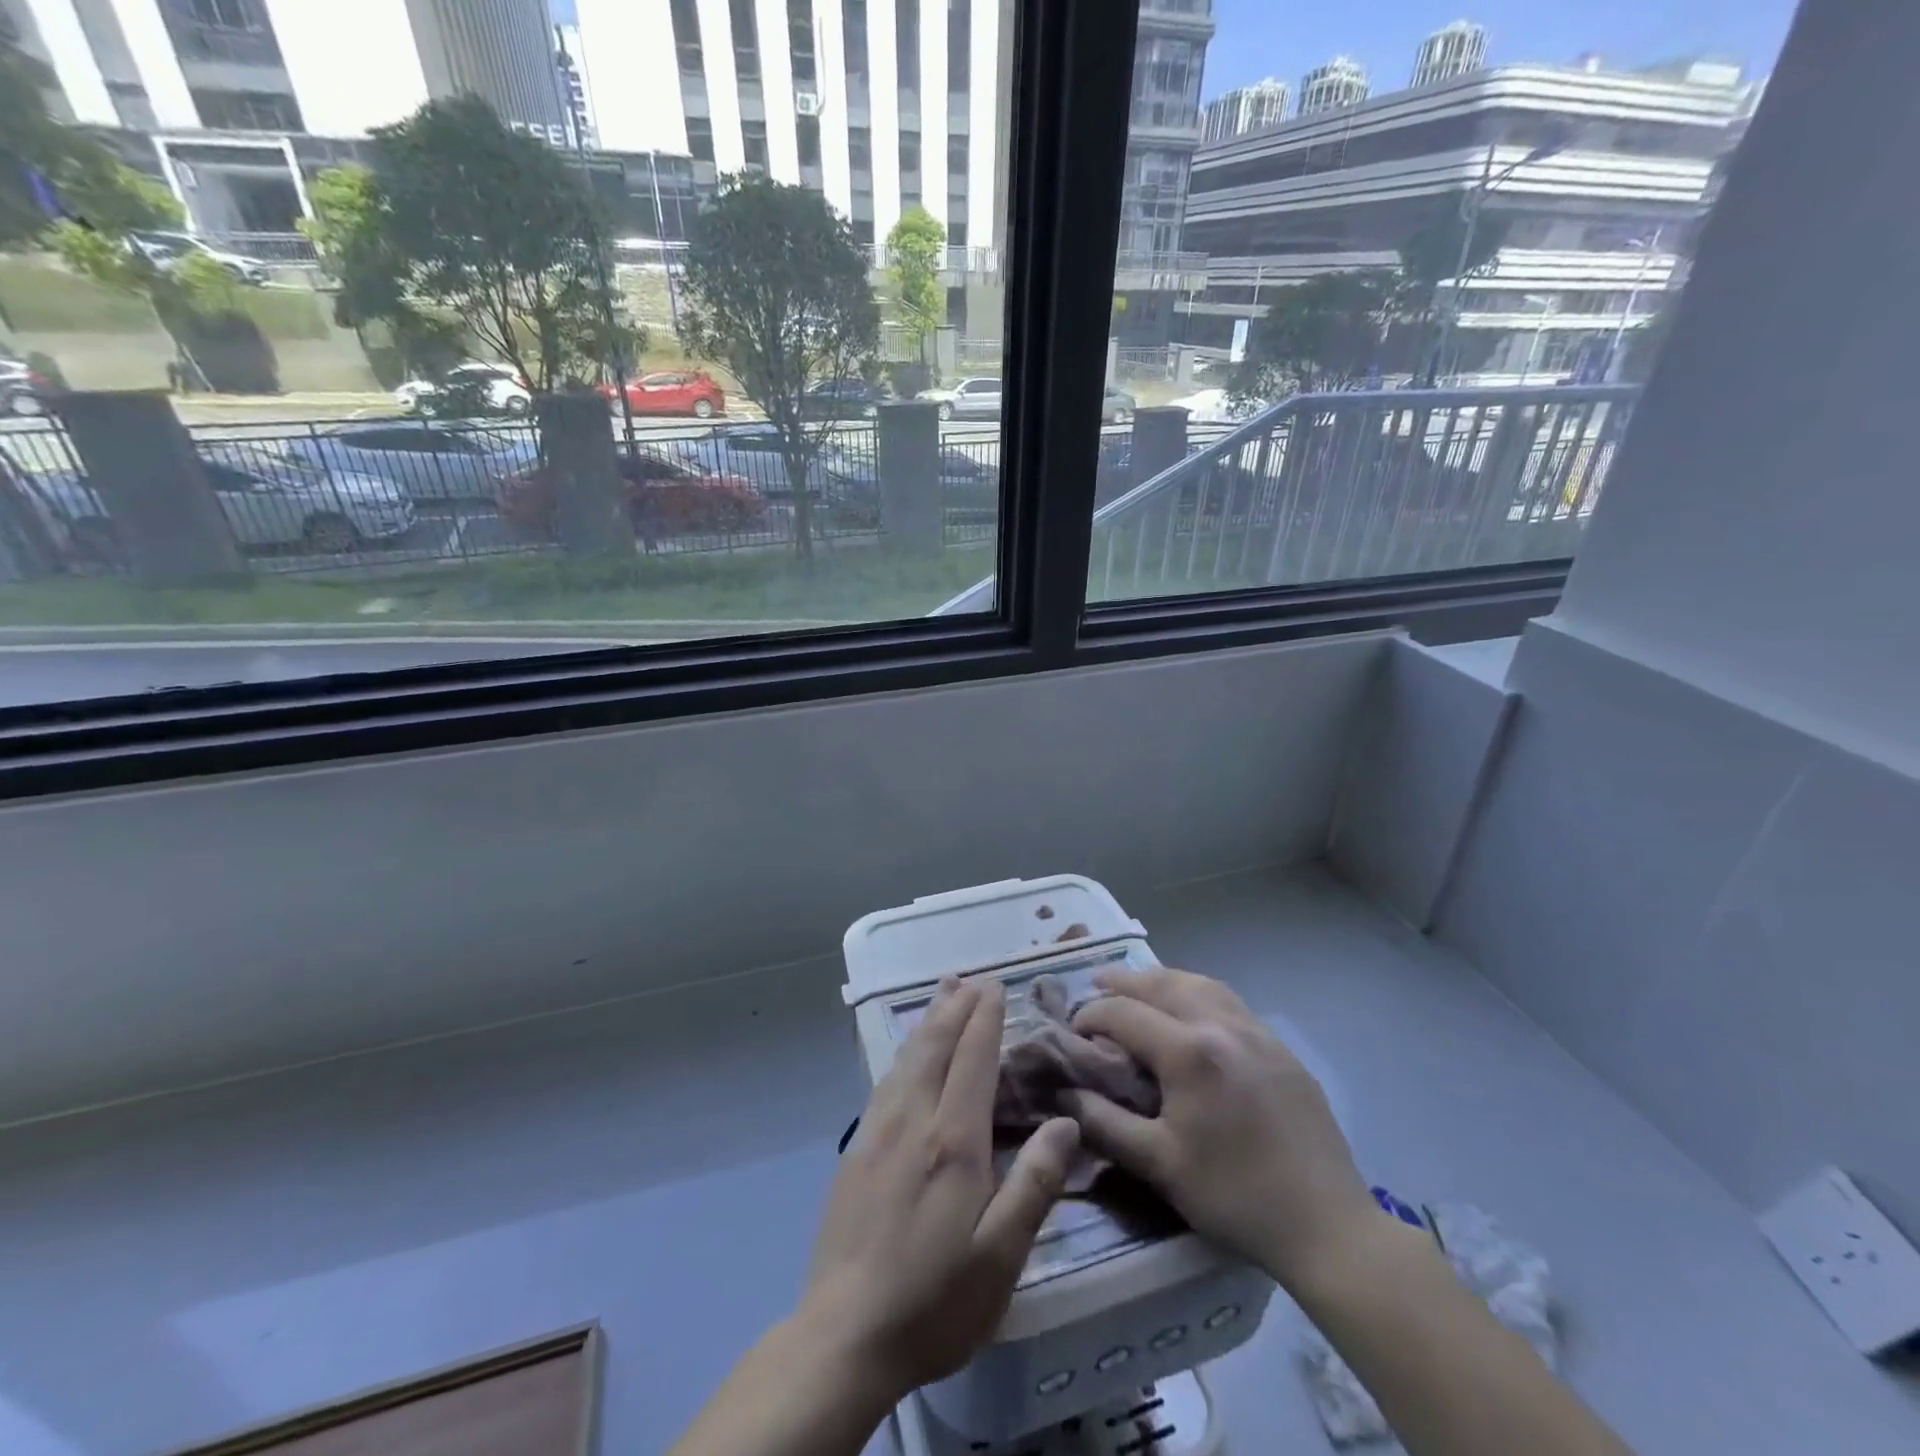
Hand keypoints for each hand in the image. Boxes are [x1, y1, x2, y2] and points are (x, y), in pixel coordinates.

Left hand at [802, 977, 1080, 1401]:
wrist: (842, 1337)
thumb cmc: (934, 1301)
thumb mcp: (1000, 1256)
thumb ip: (1034, 1184)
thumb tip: (1065, 1122)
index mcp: (951, 1141)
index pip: (972, 1059)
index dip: (984, 1018)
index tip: (995, 986)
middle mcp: (912, 1121)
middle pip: (935, 1046)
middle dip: (955, 1007)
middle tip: (971, 978)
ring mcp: (878, 1133)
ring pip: (906, 1058)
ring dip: (927, 1021)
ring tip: (941, 994)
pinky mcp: (856, 1151)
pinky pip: (886, 1080)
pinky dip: (904, 1051)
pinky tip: (907, 1054)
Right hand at [1067, 968, 1375, 1290]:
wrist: (1328, 1226)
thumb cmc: (1234, 1196)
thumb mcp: (1159, 1165)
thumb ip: (1105, 1123)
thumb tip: (1064, 1094)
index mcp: (1188, 1051)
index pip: (1124, 1012)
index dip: (1091, 1015)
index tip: (1071, 1031)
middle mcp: (1221, 1025)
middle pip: (1162, 983)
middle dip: (1123, 981)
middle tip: (1096, 983)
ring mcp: (1257, 1032)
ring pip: (1200, 984)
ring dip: (1163, 980)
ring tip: (1140, 986)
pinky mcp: (1281, 1049)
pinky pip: (1229, 1002)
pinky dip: (1198, 993)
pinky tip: (1193, 1012)